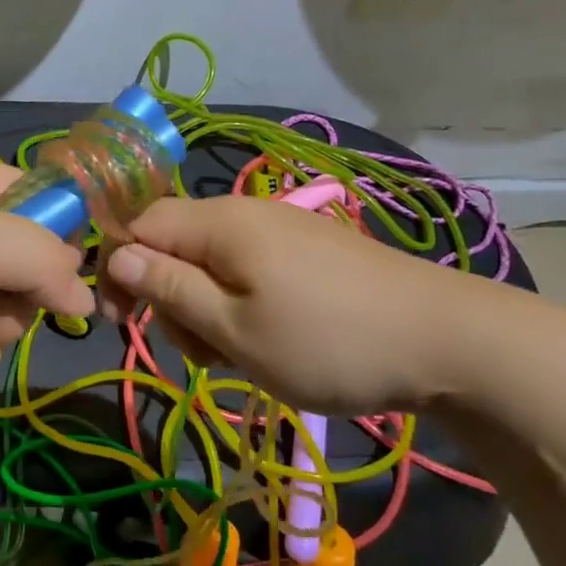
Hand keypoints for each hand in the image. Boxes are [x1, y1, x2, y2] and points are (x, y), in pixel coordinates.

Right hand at [100, 195, 504, 413]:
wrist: (449, 341)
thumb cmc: (328, 341)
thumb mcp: (234, 329)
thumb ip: (169, 289)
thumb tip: (116, 255)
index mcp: (219, 223)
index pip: (138, 225)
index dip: (118, 269)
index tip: (119, 322)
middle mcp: (244, 212)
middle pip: (172, 244)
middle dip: (168, 296)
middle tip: (200, 350)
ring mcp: (280, 228)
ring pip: (209, 260)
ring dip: (204, 307)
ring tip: (237, 353)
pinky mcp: (306, 249)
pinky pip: (247, 267)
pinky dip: (239, 303)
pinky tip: (267, 338)